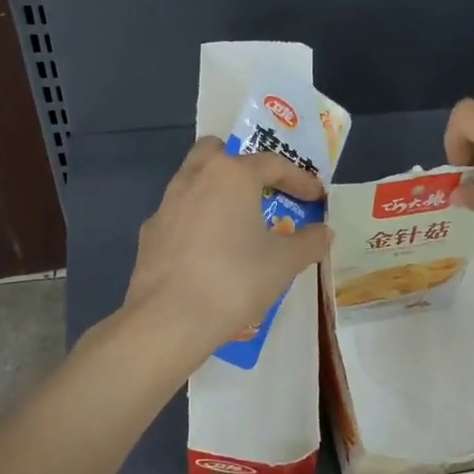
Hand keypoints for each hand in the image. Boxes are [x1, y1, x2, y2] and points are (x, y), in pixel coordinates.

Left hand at [121, 137, 330, 367]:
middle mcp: (195, 178)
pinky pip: (179, 216)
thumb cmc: (235, 280)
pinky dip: (197, 223)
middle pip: (218, 153)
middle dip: (242, 165)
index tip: (316, 198)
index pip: (272, 163)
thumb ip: (309, 242)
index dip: (299, 179)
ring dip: (217, 193)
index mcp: (231, 175)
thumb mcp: (285, 263)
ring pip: (194, 182)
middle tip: (263, 190)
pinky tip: (209, 252)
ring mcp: (166, 205)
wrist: (169, 319)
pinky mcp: (150, 234)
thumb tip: (323, 232)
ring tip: (237, 224)